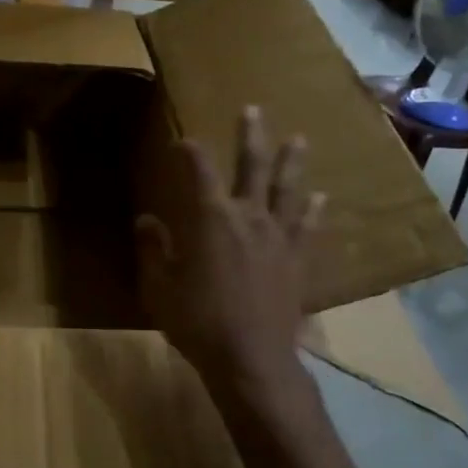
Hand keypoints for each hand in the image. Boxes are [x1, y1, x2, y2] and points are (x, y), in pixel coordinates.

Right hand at [136, 106, 324, 392]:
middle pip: (252, 166)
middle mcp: (248, 216)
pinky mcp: (297, 259)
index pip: (199, 170)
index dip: (190, 151)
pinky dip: (314, 210)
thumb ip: (153, 249)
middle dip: (250, 135)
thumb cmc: (197, 321)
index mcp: (211, 218)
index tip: (183, 141)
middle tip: (253, 109)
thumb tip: (146, 220)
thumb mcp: (159, 287)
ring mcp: (279, 236)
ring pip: (287, 189)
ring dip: (292, 162)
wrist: (250, 358)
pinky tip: (321, 198)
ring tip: (299, 139)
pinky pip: (308, 227)